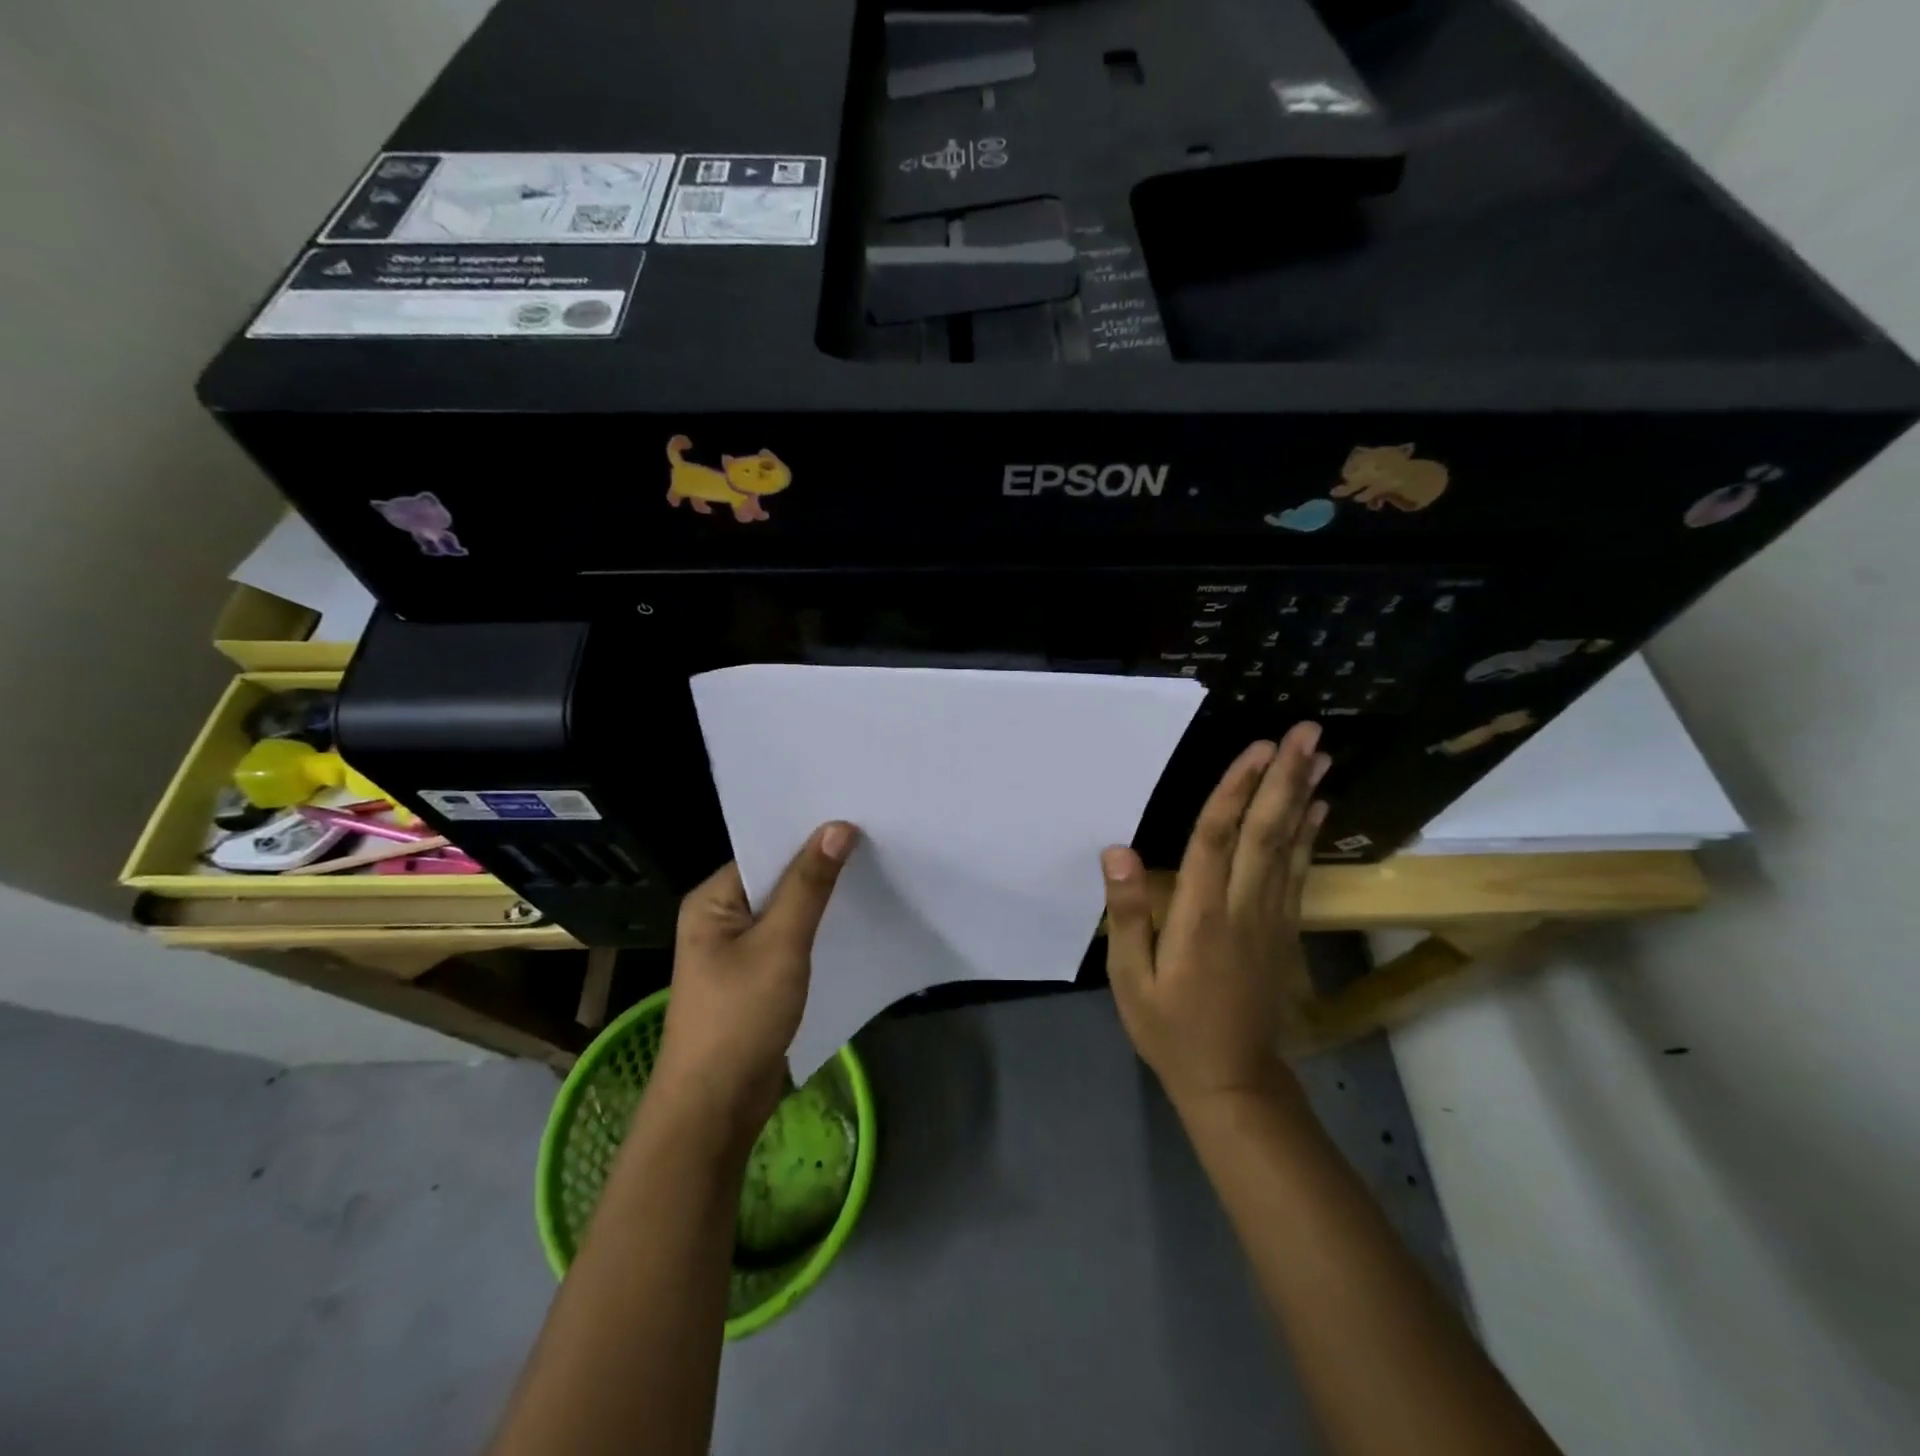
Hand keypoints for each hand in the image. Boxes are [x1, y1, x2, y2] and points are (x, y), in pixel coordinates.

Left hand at [651, 822, 857, 1144]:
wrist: (715, 1108)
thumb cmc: (739, 1017)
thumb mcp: (780, 944)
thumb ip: (810, 885)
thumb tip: (839, 826)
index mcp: (712, 899)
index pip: (765, 851)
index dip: (808, 835)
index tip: (857, 817)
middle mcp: (722, 917)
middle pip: (778, 879)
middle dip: (821, 865)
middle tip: (876, 839)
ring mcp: (739, 950)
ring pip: (789, 911)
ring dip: (823, 899)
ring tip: (875, 871)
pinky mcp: (758, 977)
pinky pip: (792, 940)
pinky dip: (819, 930)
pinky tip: (855, 919)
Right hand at [1101, 725, 1328, 1107]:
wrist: (1233, 1081)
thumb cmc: (1171, 1029)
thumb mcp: (1131, 980)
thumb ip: (1129, 915)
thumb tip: (1118, 851)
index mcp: (1200, 917)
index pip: (1215, 840)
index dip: (1236, 791)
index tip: (1258, 749)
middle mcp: (1243, 908)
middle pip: (1265, 832)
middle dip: (1284, 779)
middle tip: (1306, 733)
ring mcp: (1271, 918)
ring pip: (1289, 847)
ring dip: (1303, 797)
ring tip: (1319, 755)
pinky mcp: (1284, 930)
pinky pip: (1298, 873)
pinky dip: (1309, 835)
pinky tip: (1317, 808)